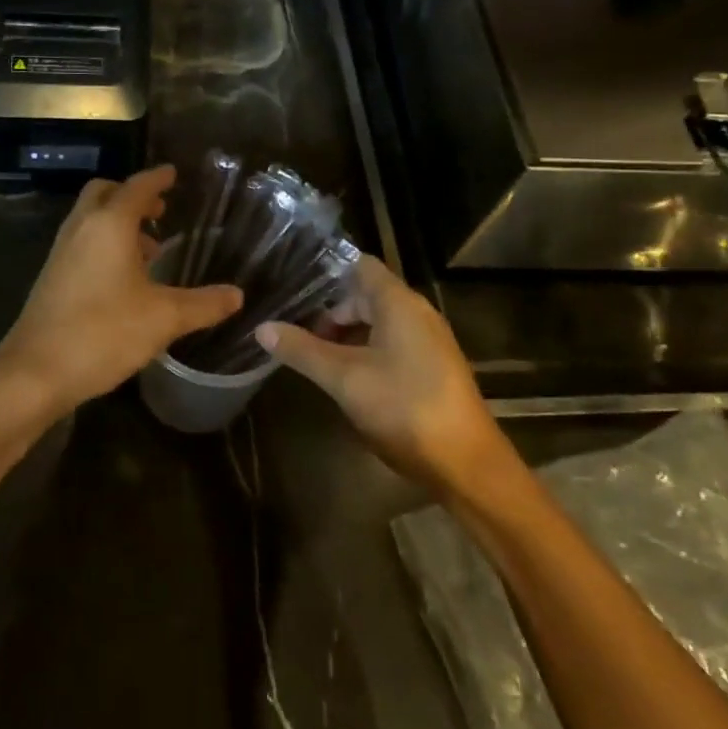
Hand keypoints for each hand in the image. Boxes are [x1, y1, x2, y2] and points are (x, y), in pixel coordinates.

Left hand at [0, 166, 242, 419]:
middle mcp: (81, 229)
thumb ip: (203, 305)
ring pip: (90, 220)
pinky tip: (123, 280)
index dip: (157, 179)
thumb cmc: (104, 333)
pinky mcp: (51, 278)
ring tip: (149, 249)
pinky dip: (103, 245)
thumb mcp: (164, 318)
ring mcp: (60, 253)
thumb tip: (237, 295)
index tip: (173, 173)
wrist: (35, 372)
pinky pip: (81, 243)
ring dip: (117, 223)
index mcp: (109, 225)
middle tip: (160, 211)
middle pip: (104, 194)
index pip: (137, 187)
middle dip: (132, 196)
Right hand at [255, 256, 519, 495]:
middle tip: (293, 329)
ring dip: (345, 334)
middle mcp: (417, 313)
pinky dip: (364, 349)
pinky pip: (391, 343)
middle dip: (329, 310)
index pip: (359, 264)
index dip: (325, 270)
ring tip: (310, 354)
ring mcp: (427, 341)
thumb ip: (302, 350)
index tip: (291, 280)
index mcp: (398, 303)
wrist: (465, 463)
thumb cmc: (403, 407)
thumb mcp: (344, 378)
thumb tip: (262, 328)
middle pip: (365, 295)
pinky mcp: (432, 367)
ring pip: (377, 322)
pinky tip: (343, 375)